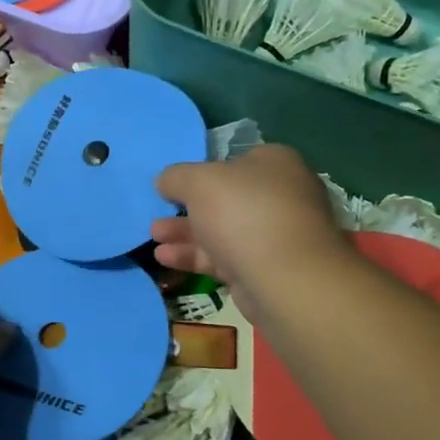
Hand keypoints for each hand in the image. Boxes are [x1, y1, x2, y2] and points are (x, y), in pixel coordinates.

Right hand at [151, 144, 347, 290]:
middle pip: (226, 199)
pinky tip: (165, 258)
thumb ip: (176, 177)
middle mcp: (281, 196)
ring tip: (154, 236)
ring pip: (222, 230)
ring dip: (186, 233)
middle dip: (188, 208)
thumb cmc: (243, 212)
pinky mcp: (265, 270)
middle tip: (159, 212)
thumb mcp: (198, 181)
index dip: (204, 170)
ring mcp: (275, 236)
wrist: (284, 278)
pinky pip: (224, 258)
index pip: (236, 161)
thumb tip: (165, 181)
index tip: (176, 184)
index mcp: (275, 164)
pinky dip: (195, 256)